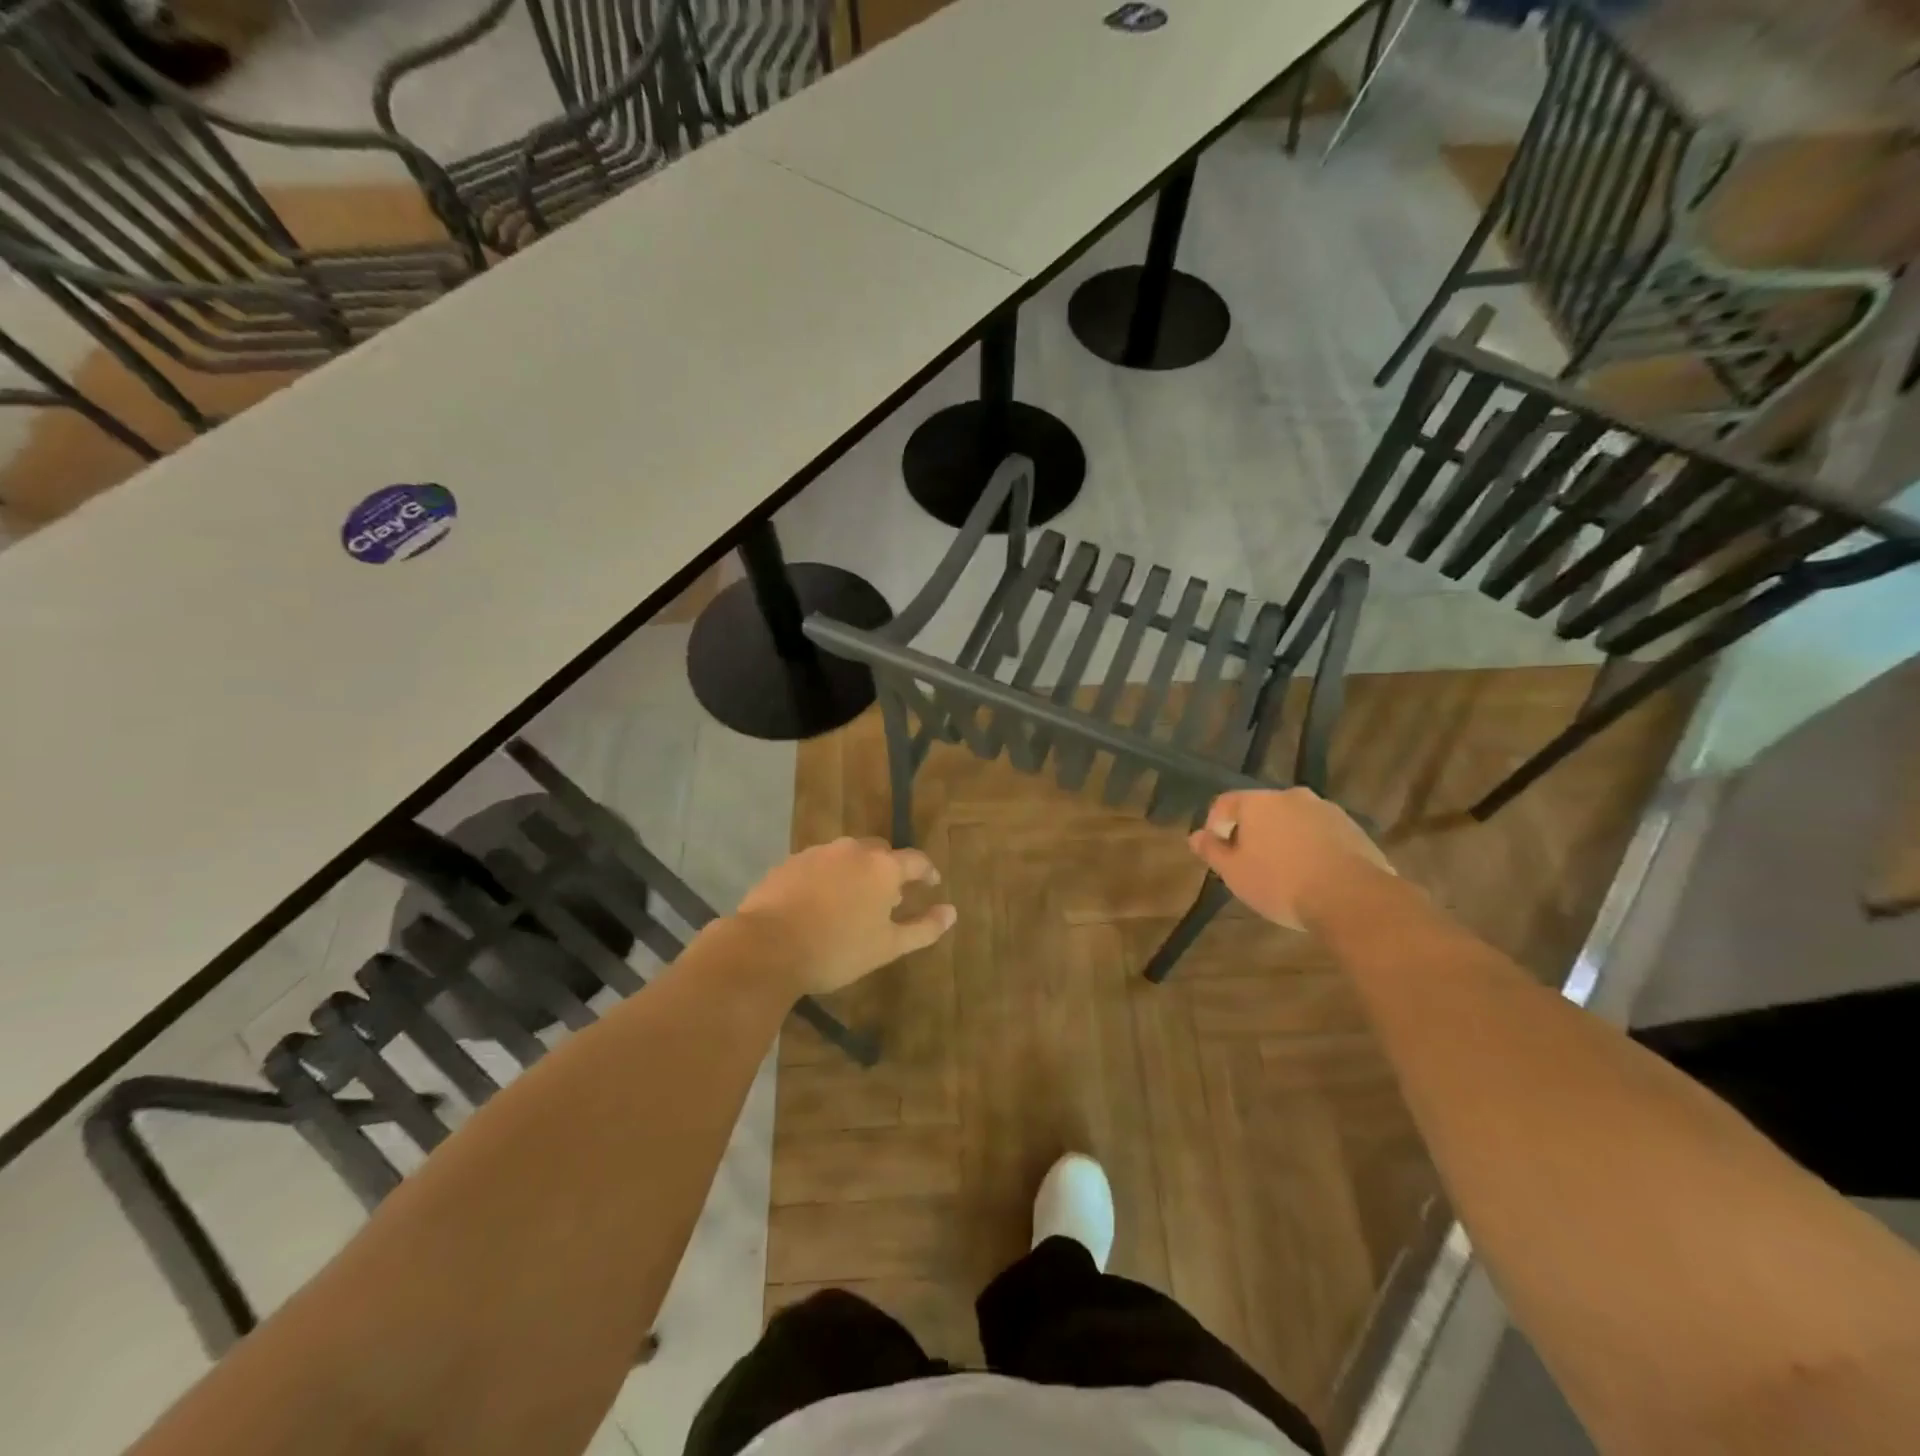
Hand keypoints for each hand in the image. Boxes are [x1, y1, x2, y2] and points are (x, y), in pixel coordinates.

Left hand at [734, 838, 956, 994]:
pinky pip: (818, 865)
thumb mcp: (888, 946)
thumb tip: (952, 912)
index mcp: (883, 867)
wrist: (767, 947)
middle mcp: (853, 850)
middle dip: (889, 870)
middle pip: (880, 853)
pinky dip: (827, 878)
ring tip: (853, 899)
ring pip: (847, 856)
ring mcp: (818, 853)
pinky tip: (819, 902)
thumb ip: (924, 928)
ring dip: (856, 872)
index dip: (927, 872)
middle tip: (890, 896)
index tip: (931, 884)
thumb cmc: (837, 950)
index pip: (916, 860)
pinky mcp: (790, 862)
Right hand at [1187, 789, 1393, 931]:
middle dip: (1253, 833)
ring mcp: (1327, 810)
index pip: (1225, 803)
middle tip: (1251, 863)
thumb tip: (1195, 836)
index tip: (1218, 852)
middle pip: (1262, 810)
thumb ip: (1212, 851)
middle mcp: (1292, 796)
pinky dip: (1312, 848)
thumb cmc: (1281, 883)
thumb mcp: (1234, 872)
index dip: (1215, 825)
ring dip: (1284, 839)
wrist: (1352, 898)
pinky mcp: (1354, 829)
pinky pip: (1321, 834)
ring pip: (1294, 821)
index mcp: (1258, 802)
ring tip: (1285, 872)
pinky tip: (1314, 876)